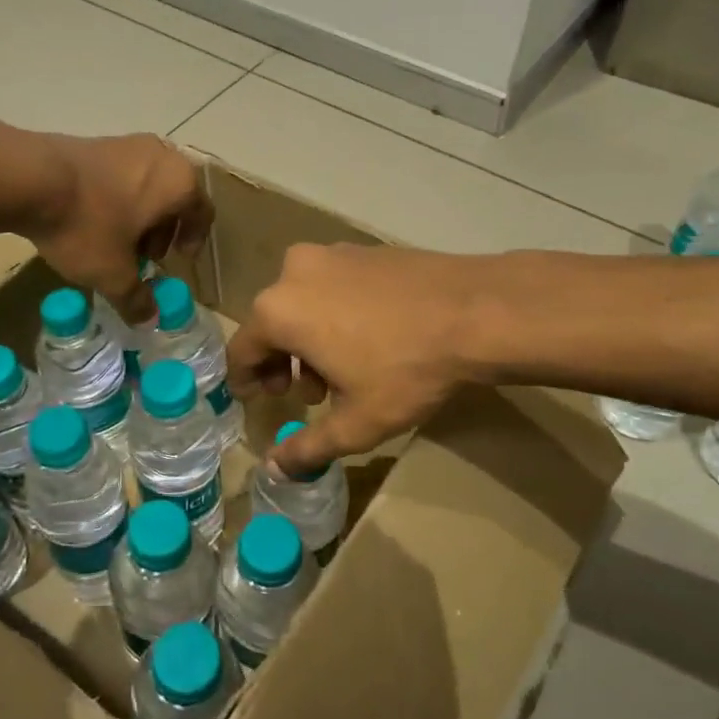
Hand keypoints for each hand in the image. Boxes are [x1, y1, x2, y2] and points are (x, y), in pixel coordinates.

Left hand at [25, 134, 212, 323]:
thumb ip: (136, 298)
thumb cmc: (87, 225)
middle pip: (175, 197)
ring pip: (147, 185)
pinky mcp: (96, 142)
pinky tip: (92, 221)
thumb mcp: (113, 274)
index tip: (177, 260)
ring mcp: (127, 144)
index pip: (203, 213)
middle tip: (145, 256)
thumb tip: (149, 319)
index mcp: (180, 183)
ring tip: (116, 242)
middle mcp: (161, 156)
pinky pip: (121, 175)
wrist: (27, 178)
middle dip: (163, 230)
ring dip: (140, 215)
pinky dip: (118, 198)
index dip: (193, 240)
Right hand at [228, 243, 481, 473]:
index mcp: (278, 310)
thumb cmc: (405, 370)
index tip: (259, 401)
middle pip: (271, 324)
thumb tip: (273, 470)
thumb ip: (306, 448)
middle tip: (309, 396)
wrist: (476, 312)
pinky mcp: (363, 248)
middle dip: (283, 363)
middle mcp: (293, 272)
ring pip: (302, 303)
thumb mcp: (355, 422)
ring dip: (309, 339)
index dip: (246, 381)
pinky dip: (333, 313)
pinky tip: (368, 339)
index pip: (241, 351)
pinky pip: (331, 286)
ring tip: (342, 373)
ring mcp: (331, 253)